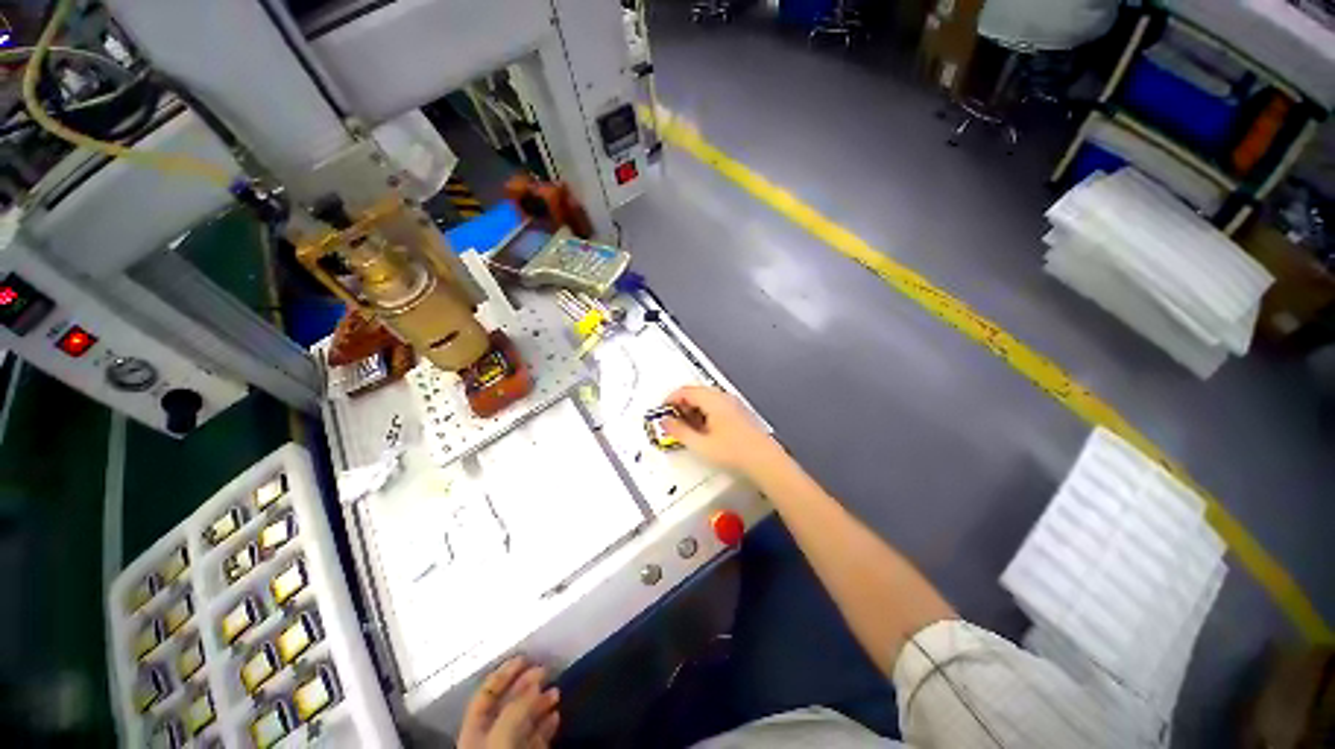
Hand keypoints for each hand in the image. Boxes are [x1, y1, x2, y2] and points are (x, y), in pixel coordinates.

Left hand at [459, 657, 560, 748]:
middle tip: (547, 670)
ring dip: (540, 703)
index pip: (486, 695)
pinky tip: (556, 715)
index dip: (503, 674)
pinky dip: (547, 725)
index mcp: (474, 731)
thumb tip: (534, 682)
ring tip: (556, 692)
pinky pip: (536, 738)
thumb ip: (515, 709)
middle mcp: (490, 739)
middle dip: (526, 685)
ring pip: (524, 721)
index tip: (525, 657)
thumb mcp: (501, 737)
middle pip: (507, 705)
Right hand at [662, 386, 781, 476]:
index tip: (662, 411)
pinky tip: (703, 431)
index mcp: (713, 400)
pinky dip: (703, 414)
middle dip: (680, 405)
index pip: (685, 391)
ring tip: (686, 428)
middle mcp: (723, 398)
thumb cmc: (735, 452)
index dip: (670, 399)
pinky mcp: (738, 414)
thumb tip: (666, 422)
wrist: (764, 461)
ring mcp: (732, 405)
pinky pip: (715, 406)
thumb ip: (679, 432)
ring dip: (692, 410)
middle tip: (672, 420)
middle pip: (695, 392)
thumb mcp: (700, 445)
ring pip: (705, 399)